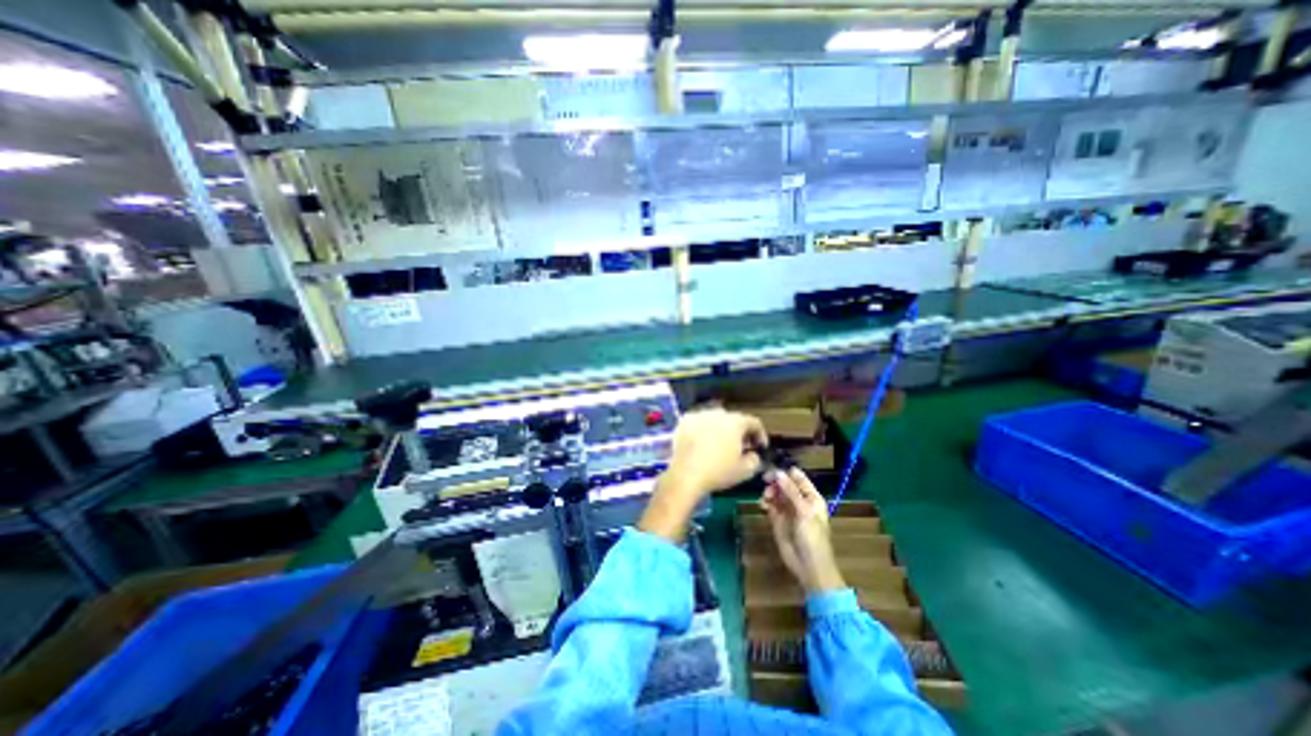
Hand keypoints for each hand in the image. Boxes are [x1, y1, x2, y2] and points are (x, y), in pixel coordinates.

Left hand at [639, 411, 770, 543]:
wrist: (686, 474)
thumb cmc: (719, 472)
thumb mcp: (745, 471)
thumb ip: (755, 459)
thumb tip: (753, 454)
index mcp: (736, 422)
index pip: (754, 422)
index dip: (760, 434)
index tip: (760, 447)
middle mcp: (718, 413)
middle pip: (734, 419)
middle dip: (740, 432)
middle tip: (741, 447)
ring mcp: (699, 415)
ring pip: (715, 419)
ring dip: (721, 429)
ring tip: (720, 444)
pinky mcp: (684, 421)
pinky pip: (699, 422)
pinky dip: (704, 430)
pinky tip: (703, 443)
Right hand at [758, 469, 851, 595]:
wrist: (808, 566)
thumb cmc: (812, 537)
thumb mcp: (804, 511)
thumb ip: (790, 491)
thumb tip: (778, 472)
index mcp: (811, 497)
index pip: (797, 477)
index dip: (785, 472)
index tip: (772, 470)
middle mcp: (799, 500)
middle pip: (784, 483)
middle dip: (774, 481)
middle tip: (765, 482)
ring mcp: (787, 509)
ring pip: (775, 493)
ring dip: (768, 492)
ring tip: (765, 498)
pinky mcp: (777, 519)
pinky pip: (769, 504)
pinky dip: (764, 502)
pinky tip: (762, 504)